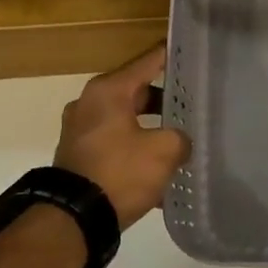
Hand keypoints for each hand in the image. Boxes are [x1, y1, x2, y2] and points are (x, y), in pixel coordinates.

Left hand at [54, 43, 190, 229]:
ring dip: (151, 129)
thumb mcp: (164, 151)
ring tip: (180, 140)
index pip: (148, 62)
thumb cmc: (120, 172)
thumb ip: (180, 138)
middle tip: (193, 104)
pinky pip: (115, 144)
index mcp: (108, 91)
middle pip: (136, 92)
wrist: (74, 217)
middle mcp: (89, 103)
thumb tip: (178, 141)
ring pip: (126, 120)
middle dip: (165, 100)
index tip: (189, 50)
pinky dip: (135, 150)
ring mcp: (80, 130)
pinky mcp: (79, 156)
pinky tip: (159, 169)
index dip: (170, 56)